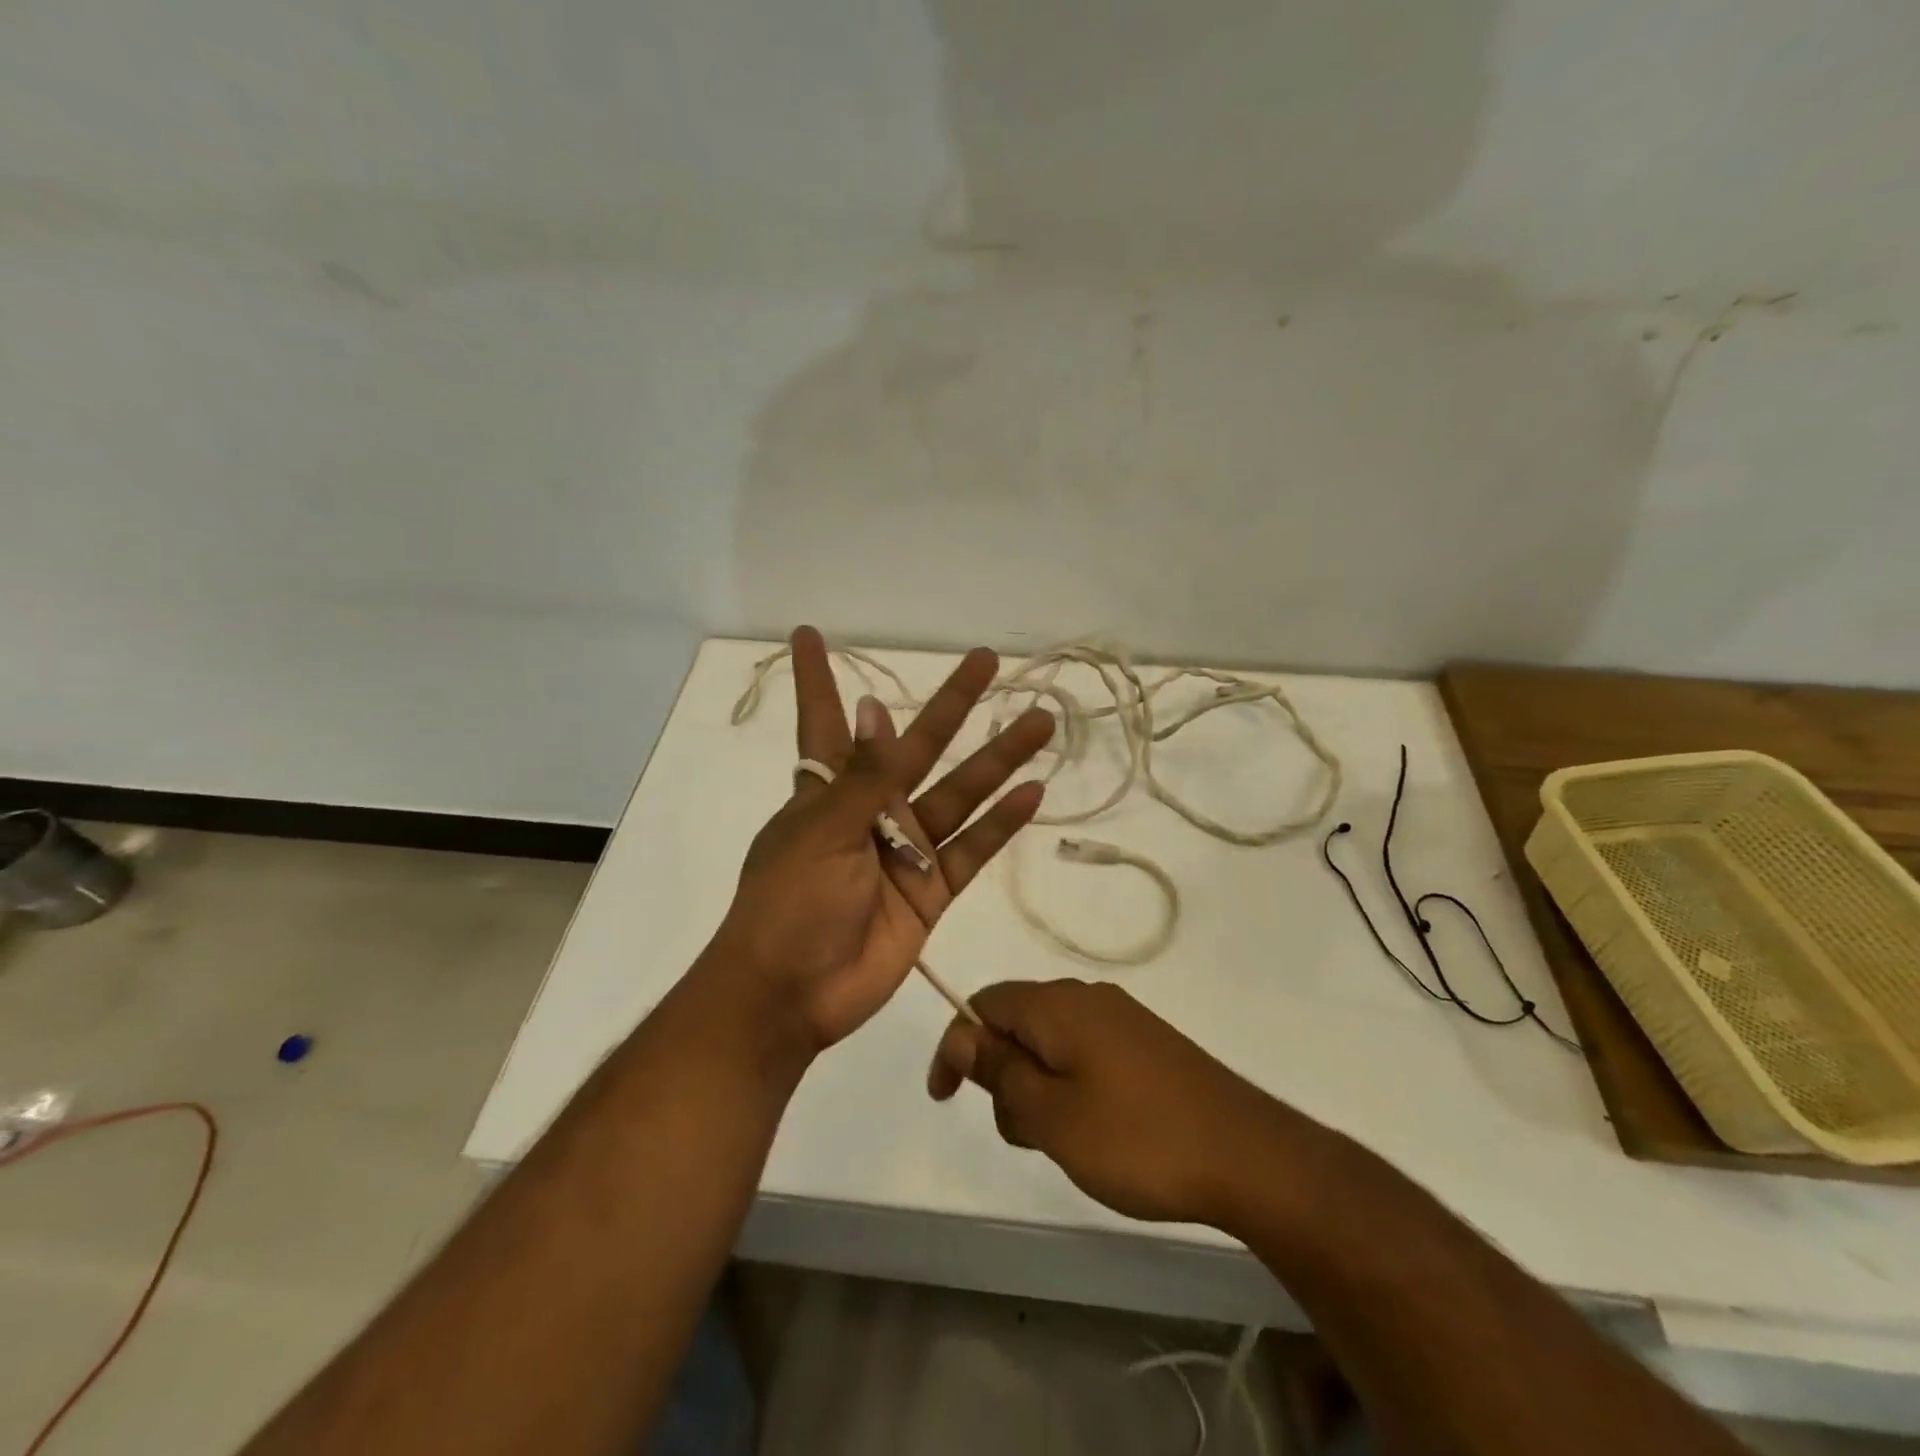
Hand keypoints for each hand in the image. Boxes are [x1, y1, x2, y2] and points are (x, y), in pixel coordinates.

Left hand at [708, 627, 1054, 1049]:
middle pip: (919, 745)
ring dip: (1000, 759)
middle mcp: (871, 810)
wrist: (791, 994)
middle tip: (987, 660)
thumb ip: (861, 777)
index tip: (809, 634)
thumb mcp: (820, 831)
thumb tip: (874, 708)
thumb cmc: (788, 903)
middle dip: (951, 703)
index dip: (817, 678)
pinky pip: (973, 848)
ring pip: (961, 793)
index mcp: (827, 790)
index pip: (824, 720)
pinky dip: (1001, 823)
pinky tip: (1033, 791)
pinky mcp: (931, 891)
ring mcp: (905, 850)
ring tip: (1040, 720)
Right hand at [926, 980, 1285, 1225]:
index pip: (983, 1003)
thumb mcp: (1051, 1114)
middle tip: (1024, 1133)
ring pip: (1051, 1042)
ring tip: (1065, 1141)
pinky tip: (1097, 1132)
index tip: (946, 1099)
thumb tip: (962, 1034)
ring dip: (1038, 1087)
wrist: (1246, 1153)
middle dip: (1002, 1074)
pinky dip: (1070, 1087)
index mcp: (1056, 1005)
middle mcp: (1086, 998)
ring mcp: (1121, 1019)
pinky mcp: (1146, 1044)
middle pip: (1017, 1022)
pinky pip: (1085, 1054)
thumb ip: (999, 1071)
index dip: (956, 1046)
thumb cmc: (1137, 1138)